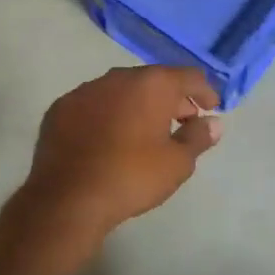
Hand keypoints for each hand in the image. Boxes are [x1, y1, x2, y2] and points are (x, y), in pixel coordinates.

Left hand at [19, 65, 221, 243]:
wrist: (68, 197)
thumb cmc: (131, 177)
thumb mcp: (177, 163)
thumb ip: (198, 137)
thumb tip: (213, 123)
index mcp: (151, 84)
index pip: (188, 76)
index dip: (204, 91)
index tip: (211, 108)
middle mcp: (117, 78)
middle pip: (153, 80)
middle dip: (171, 98)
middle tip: (182, 121)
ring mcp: (84, 91)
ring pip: (120, 90)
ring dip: (137, 104)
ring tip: (145, 131)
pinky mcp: (60, 108)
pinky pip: (93, 104)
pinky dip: (107, 114)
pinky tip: (109, 138)